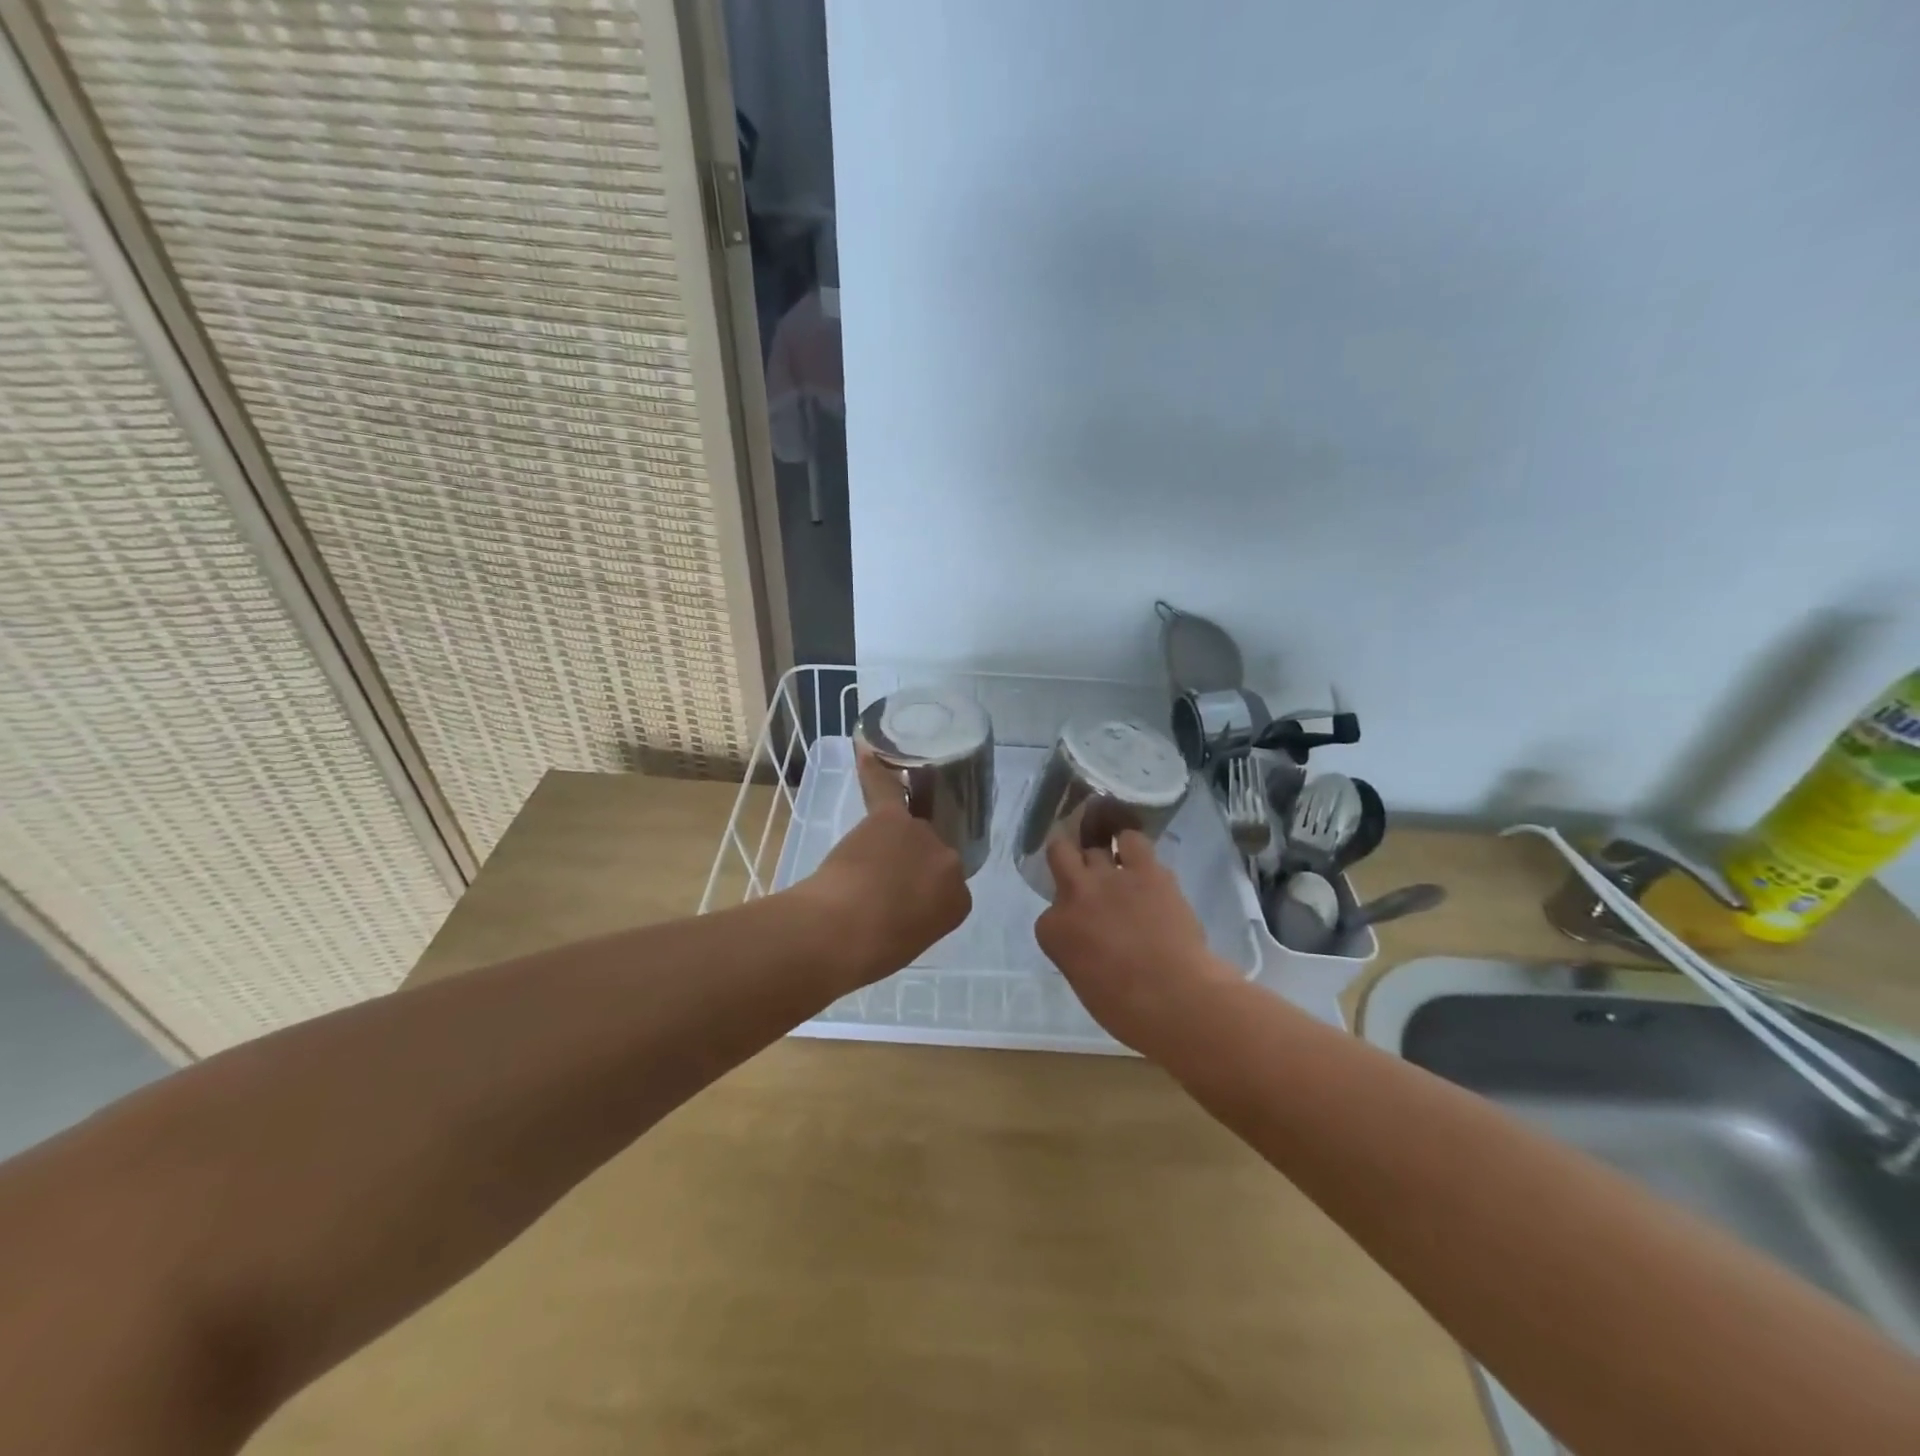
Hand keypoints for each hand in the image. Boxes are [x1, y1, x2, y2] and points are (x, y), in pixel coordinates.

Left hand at [796, 750, 971, 988]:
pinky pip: (886, 789)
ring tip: (863, 866)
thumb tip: (903, 899)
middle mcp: (950, 863)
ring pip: (909, 830)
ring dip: (890, 842)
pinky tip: (868, 751)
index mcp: (959, 902)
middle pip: (932, 853)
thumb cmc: (870, 952)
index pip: (948, 889)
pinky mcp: (890, 818)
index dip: (922, 894)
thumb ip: (919, 915)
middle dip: (910, 866)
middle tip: (880, 887)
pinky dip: (875, 771)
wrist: (839, 932)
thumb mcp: (911, 942)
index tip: (901, 907)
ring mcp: (922, 835)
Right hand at [1034, 830, 1237, 1051]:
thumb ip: (1078, 952)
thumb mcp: (1083, 982)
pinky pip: (1132, 840)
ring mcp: (1109, 878)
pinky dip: (1132, 845)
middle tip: (1083, 873)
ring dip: (1102, 857)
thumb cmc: (1127, 1011)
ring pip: (1093, 845)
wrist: (1175, 999)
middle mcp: (1074, 895)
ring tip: (1117, 867)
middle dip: (1067, 860)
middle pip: (1059, 854)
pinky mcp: (1145, 870)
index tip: (1081, 931)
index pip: (1049, 915)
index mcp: (1053, 931)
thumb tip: (1093, 944)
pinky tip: (1138, 857)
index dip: (1066, 920)